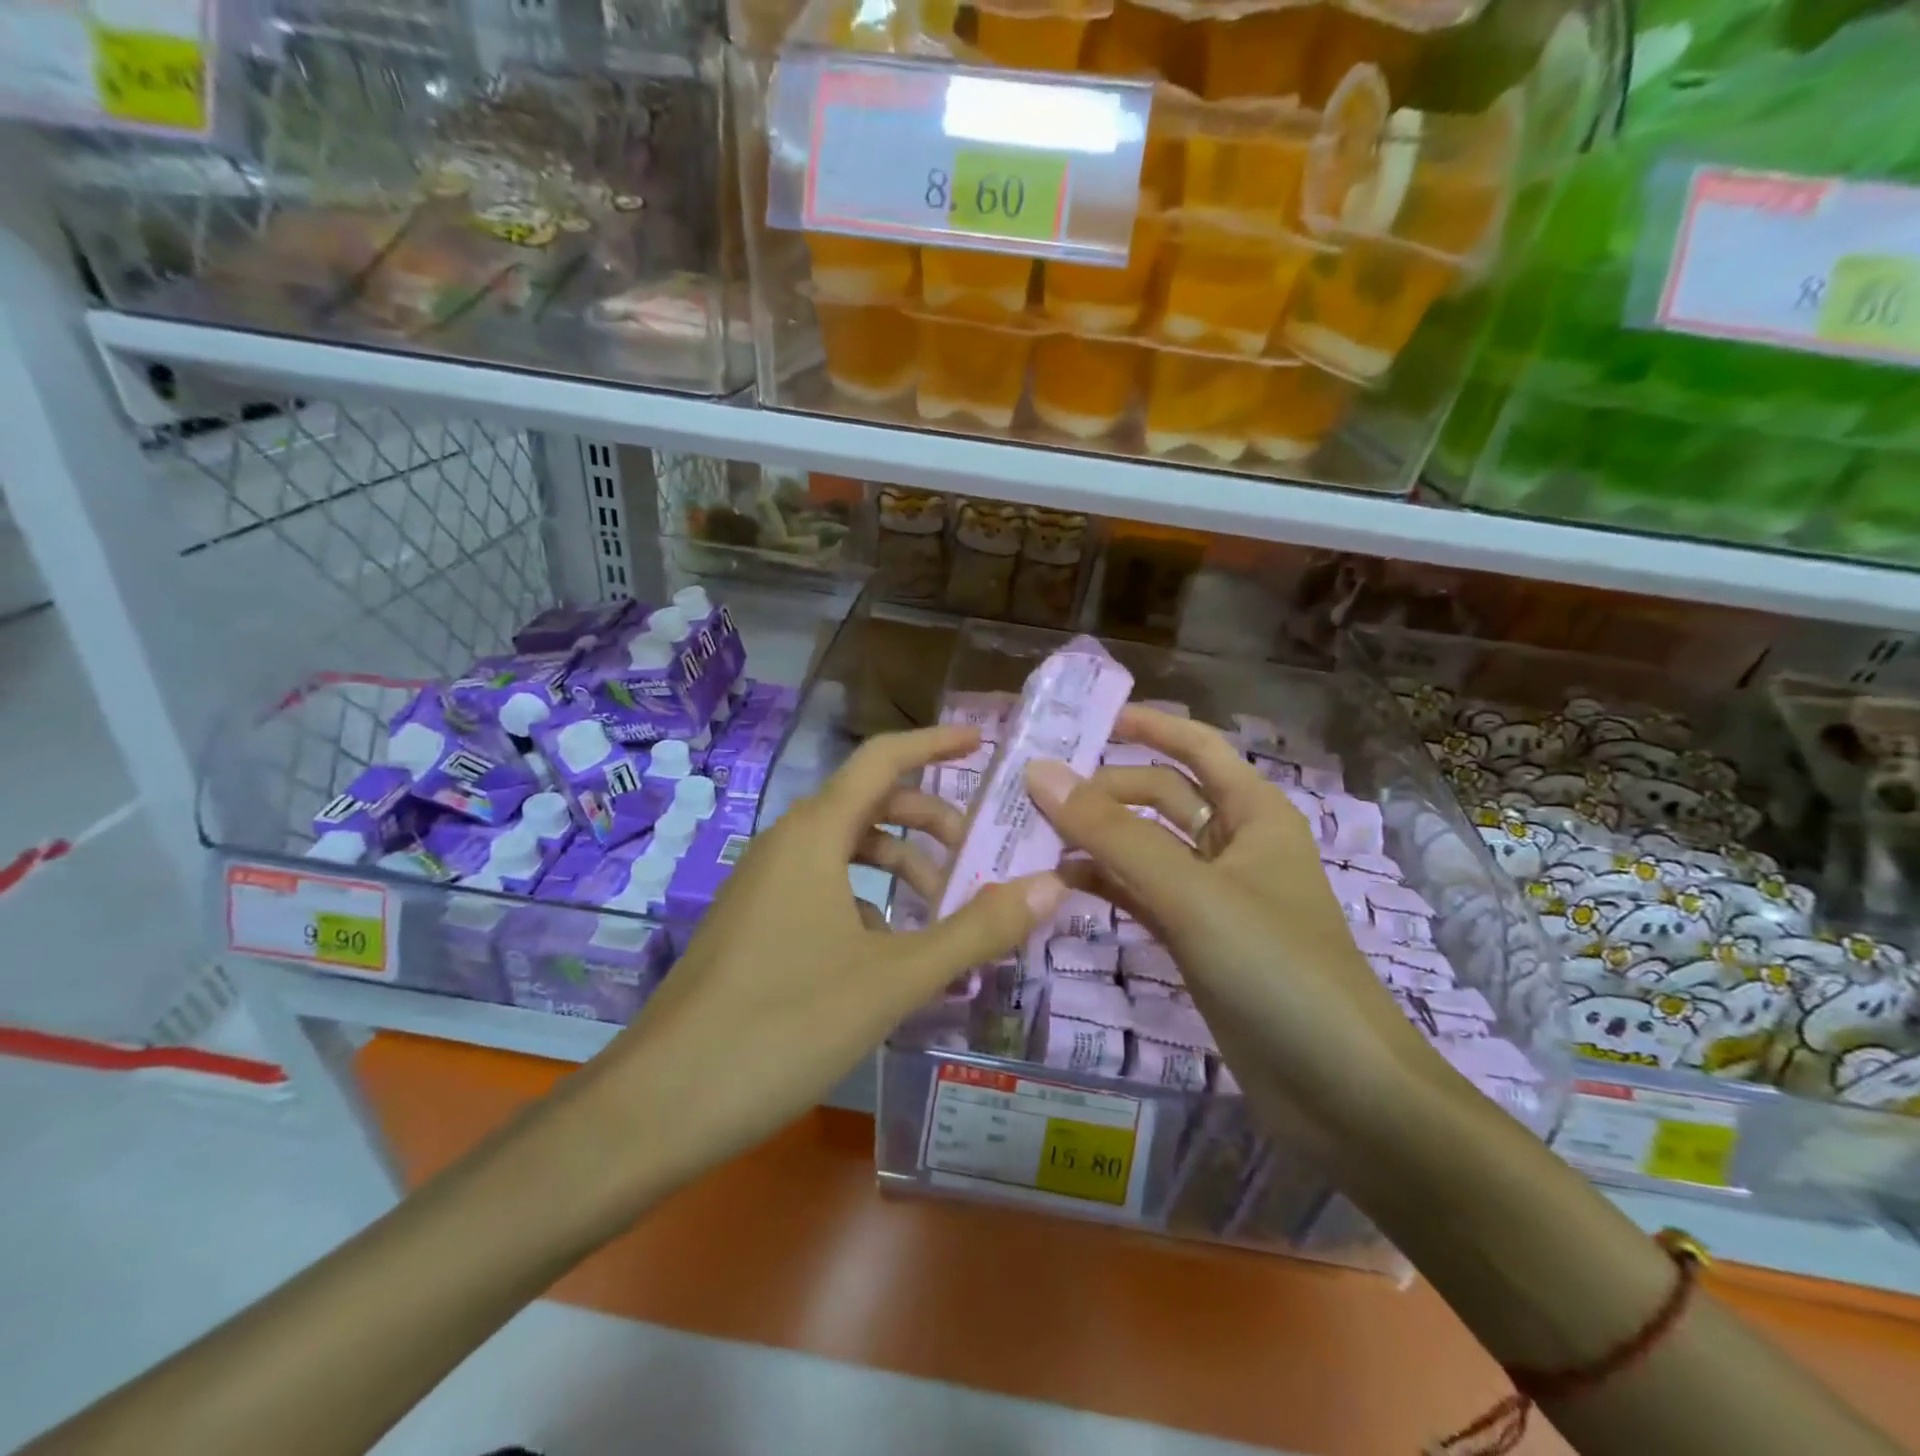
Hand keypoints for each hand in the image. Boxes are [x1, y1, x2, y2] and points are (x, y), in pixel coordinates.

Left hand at [592, 724, 1066, 1191]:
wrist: (660, 1103)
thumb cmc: (784, 1025)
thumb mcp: (895, 979)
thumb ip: (977, 930)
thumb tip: (1053, 885)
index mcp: (814, 834)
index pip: (883, 759)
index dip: (935, 743)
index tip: (984, 743)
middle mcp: (785, 844)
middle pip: (870, 805)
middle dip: (930, 823)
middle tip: (979, 861)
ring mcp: (763, 885)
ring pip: (847, 852)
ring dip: (901, 869)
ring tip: (943, 919)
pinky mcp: (753, 924)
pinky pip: (823, 889)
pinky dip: (868, 903)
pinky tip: (889, 956)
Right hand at [1026, 706, 1447, 1131]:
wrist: (1342, 1094)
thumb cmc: (1277, 970)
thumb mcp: (1191, 893)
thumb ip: (1113, 834)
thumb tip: (1040, 773)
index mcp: (1254, 812)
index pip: (1196, 746)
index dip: (1146, 726)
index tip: (1081, 722)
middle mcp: (1234, 844)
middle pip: (1161, 795)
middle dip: (1104, 791)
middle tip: (1033, 797)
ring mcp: (1214, 896)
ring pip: (1146, 848)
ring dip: (1097, 839)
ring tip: (1033, 837)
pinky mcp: (1197, 942)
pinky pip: (1143, 894)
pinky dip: (1106, 884)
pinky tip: (1061, 883)